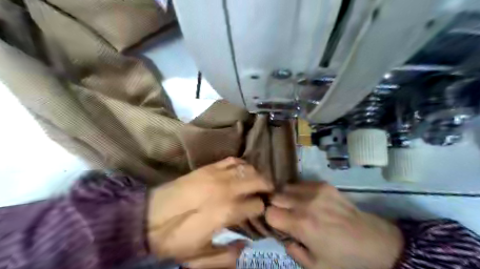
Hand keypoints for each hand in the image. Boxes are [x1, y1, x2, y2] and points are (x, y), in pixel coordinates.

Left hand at [146, 158, 273, 266]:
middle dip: (267, 187)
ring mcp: (217, 174)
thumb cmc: (176, 239)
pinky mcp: (207, 168)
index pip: (257, 205)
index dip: (262, 210)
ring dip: (256, 175)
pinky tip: (242, 172)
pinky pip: (231, 160)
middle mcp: (226, 189)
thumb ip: (226, 256)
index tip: (261, 213)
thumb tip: (245, 244)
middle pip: (258, 180)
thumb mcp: (200, 257)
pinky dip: (242, 165)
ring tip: (257, 183)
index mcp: (227, 211)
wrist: (149, 218)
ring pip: (247, 168)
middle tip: (268, 194)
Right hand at [264, 182, 401, 267]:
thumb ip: (293, 251)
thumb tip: (283, 236)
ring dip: (285, 197)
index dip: (270, 220)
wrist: (375, 242)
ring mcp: (315, 191)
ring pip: (285, 187)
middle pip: (275, 197)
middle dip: (275, 206)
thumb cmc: (344, 259)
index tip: (277, 225)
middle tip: (283, 215)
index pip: (269, 213)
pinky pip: (300, 183)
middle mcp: (305, 204)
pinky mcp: (324, 185)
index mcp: (301, 225)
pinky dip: (297, 191)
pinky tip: (306, 200)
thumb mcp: (316, 266)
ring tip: (293, 206)